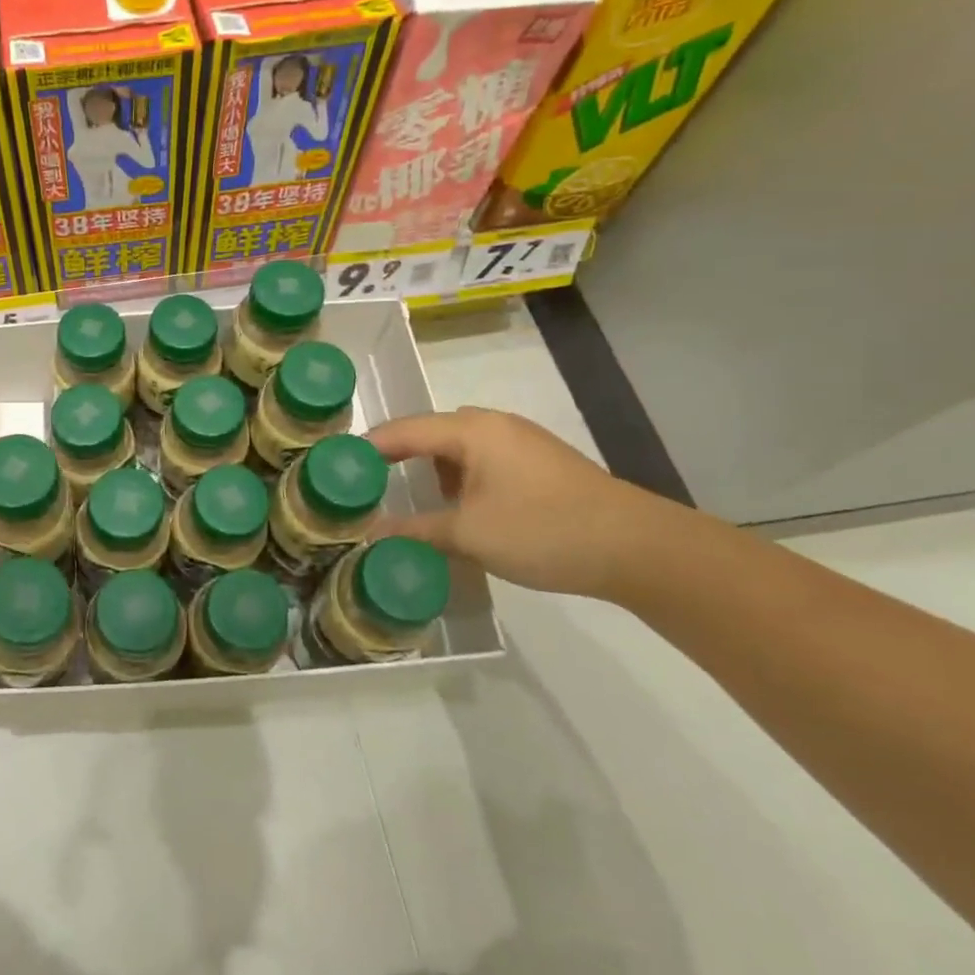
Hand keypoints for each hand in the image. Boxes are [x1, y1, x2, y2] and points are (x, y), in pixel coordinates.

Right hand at [368, 407, 678, 599]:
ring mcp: (520, 443)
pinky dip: (459, 481)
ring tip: (405, 501)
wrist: (639, 549)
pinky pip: (481, 463)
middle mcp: (492, 425)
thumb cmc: (543, 530)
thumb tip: (368, 534)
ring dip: (430, 472)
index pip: (401, 430)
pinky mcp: (539, 465)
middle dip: (396, 459)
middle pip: (428, 434)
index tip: (335, 469)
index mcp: (471, 429)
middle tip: (365, 487)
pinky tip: (455, 510)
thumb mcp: (468, 534)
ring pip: (457, 449)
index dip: (366, 449)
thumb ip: (414, 530)